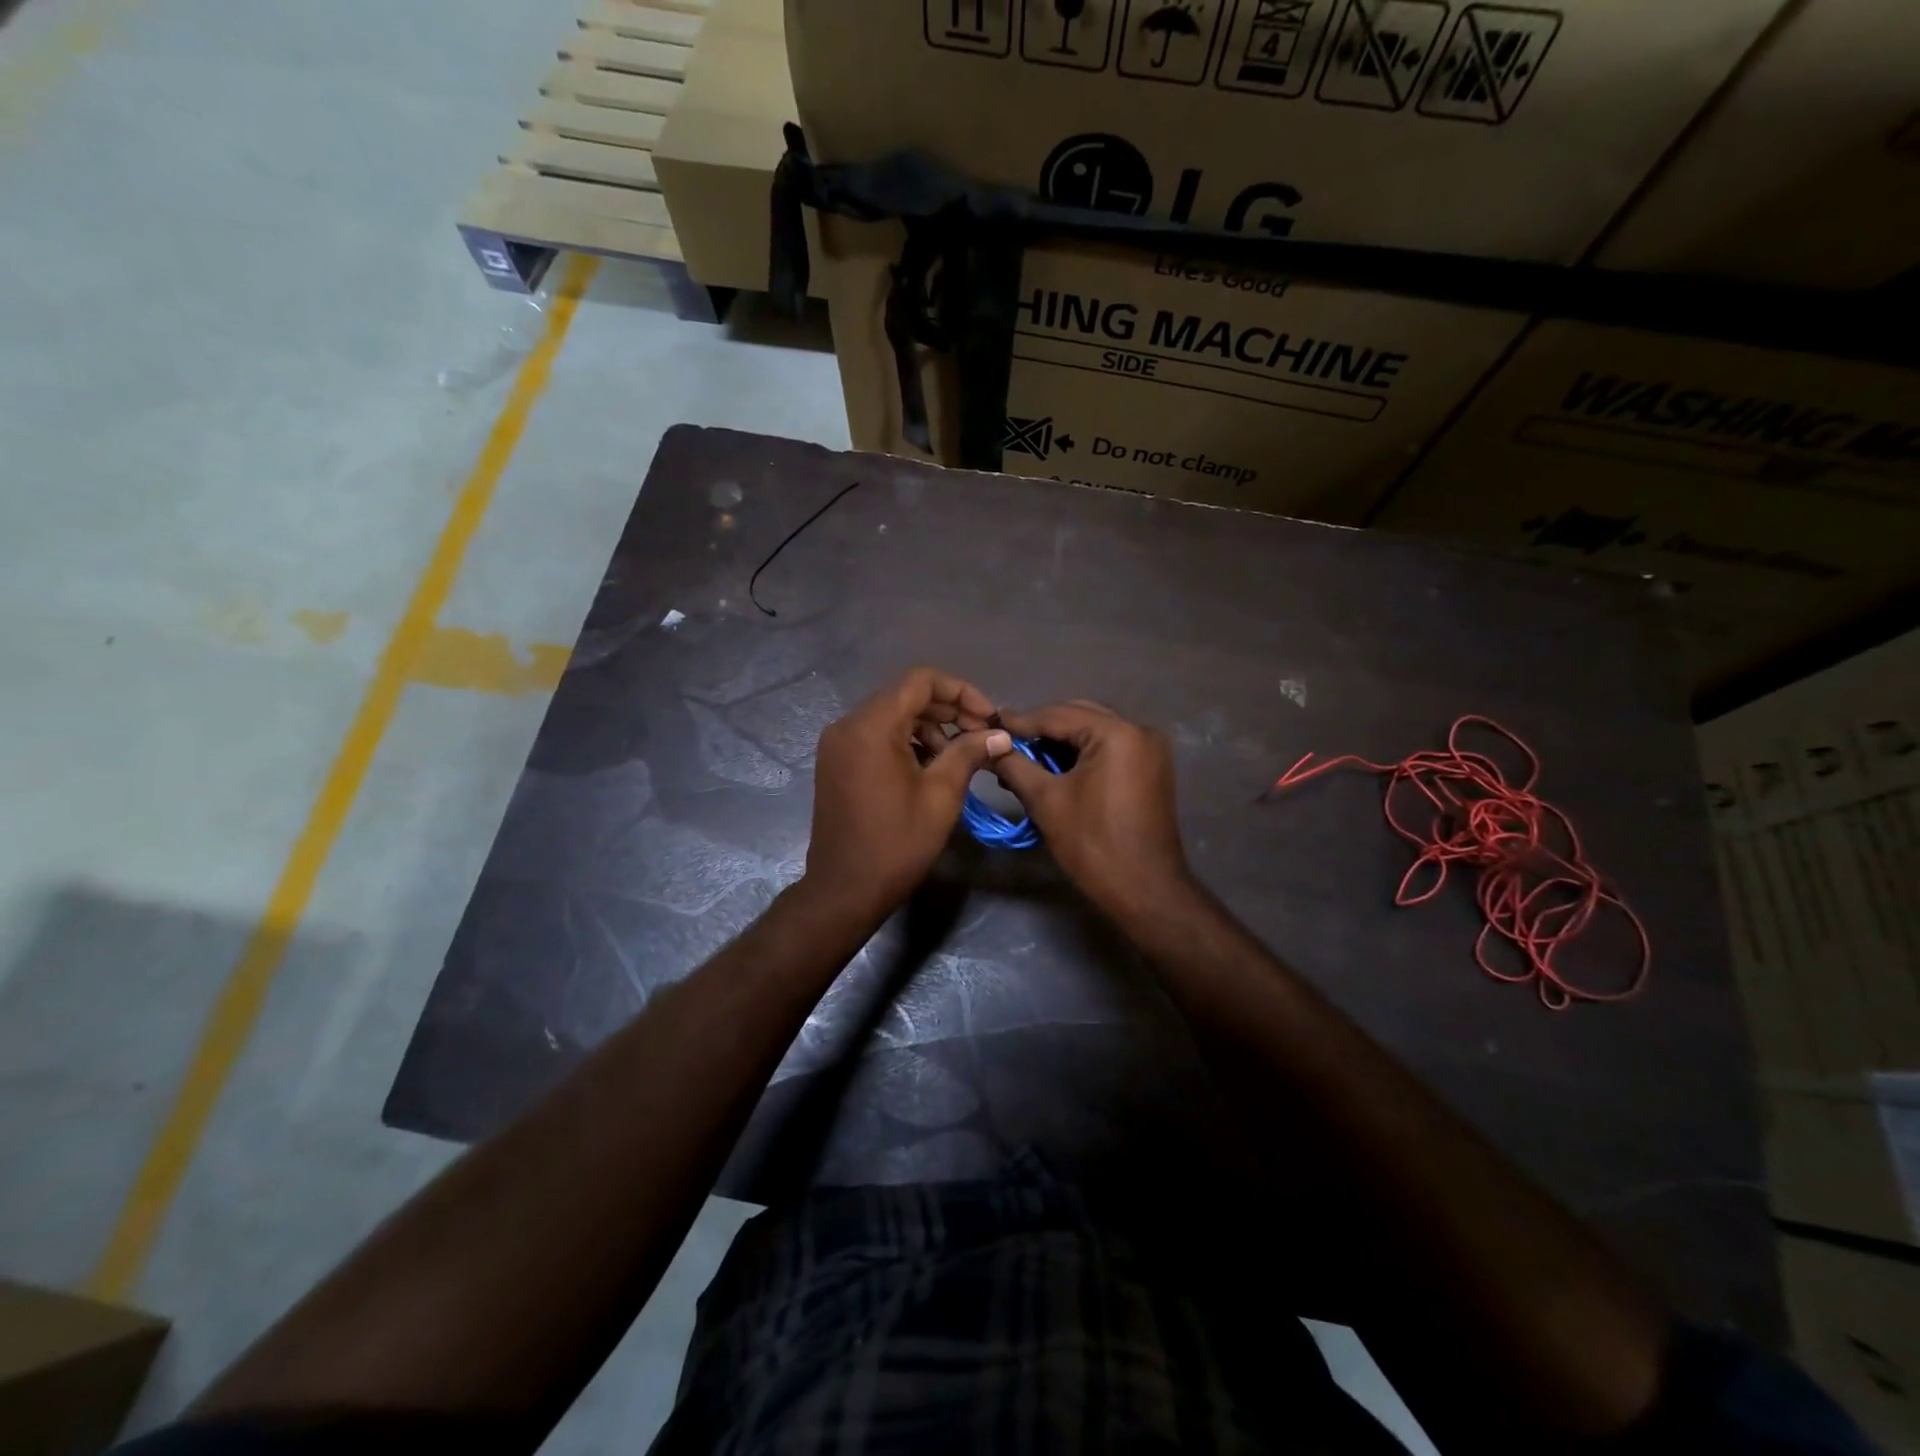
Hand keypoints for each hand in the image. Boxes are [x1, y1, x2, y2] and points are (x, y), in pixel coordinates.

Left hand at [802, 668, 1012, 920]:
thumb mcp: (941, 795)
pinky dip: (905, 741)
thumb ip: (970, 753)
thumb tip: (1000, 734)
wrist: (845, 889)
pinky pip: (876, 735)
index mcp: (871, 726)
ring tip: (958, 755)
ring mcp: (837, 744)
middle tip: (981, 735)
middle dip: (948, 709)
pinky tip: (930, 766)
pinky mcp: (836, 762)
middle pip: (905, 696)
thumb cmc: (897, 843)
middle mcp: (848, 725)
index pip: (920, 681)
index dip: (961, 691)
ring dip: (928, 726)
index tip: (988, 717)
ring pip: (891, 715)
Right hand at [994, 701, 1191, 916]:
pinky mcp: (1152, 770)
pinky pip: (1110, 750)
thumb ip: (1015, 766)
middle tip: (1006, 742)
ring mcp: (1151, 750)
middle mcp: (1140, 731)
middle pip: (1079, 717)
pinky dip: (1082, 756)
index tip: (989, 725)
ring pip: (1094, 733)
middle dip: (1042, 730)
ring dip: (1060, 744)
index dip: (1021, 722)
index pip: (1058, 715)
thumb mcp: (1046, 800)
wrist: (1144, 891)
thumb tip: (990, 747)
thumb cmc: (1092, 844)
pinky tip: (1053, 770)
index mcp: (1117, 733)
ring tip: (1024, 759)